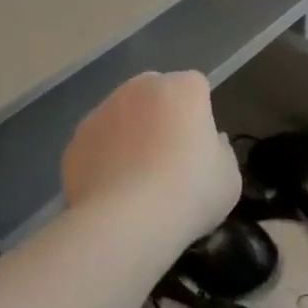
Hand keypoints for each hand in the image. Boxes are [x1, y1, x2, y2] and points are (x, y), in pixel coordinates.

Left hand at [61, 72, 240, 246]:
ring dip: (129, 135)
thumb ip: (221, 152)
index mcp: (184, 87)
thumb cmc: (189, 193)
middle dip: (161, 117)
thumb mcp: (229, 179)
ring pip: (122, 115)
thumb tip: (211, 141)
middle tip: (167, 160)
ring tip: (136, 181)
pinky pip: (98, 142)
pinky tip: (111, 191)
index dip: (198, 116)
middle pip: (155, 94)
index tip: (198, 148)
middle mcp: (141, 86)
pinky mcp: (78, 137)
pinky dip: (103, 158)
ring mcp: (104, 108)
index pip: (196, 88)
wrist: (126, 221)